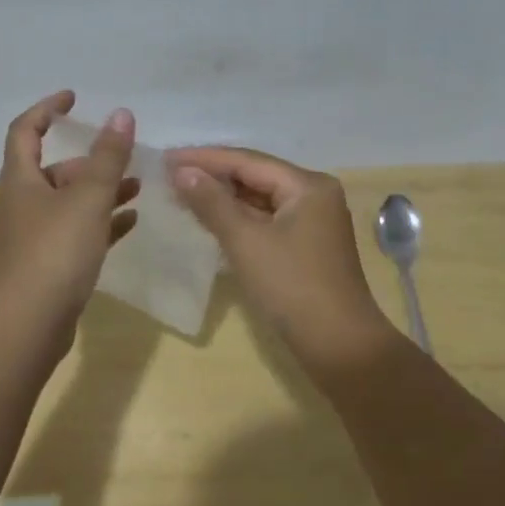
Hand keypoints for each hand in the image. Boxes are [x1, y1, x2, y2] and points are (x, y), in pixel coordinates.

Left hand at [0, 91, 139, 350]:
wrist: (29, 323)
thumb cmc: (56, 251)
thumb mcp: (89, 198)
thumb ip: (108, 156)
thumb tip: (121, 114)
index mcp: (19, 181)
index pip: (25, 130)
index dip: (48, 109)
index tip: (74, 98)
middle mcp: (17, 204)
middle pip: (52, 171)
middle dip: (89, 162)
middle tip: (124, 161)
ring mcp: (26, 238)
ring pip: (65, 204)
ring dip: (98, 193)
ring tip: (137, 190)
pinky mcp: (40, 266)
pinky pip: (71, 234)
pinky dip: (97, 224)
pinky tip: (128, 225)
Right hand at [168, 147, 394, 374]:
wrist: (339, 347)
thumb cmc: (292, 287)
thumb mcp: (246, 241)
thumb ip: (212, 203)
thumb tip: (181, 171)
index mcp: (307, 185)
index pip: (247, 160)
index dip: (203, 158)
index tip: (165, 158)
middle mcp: (314, 195)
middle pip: (255, 175)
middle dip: (212, 175)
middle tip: (168, 174)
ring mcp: (312, 221)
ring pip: (259, 199)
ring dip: (223, 197)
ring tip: (182, 193)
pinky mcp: (305, 246)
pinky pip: (265, 220)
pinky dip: (238, 218)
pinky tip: (210, 219)